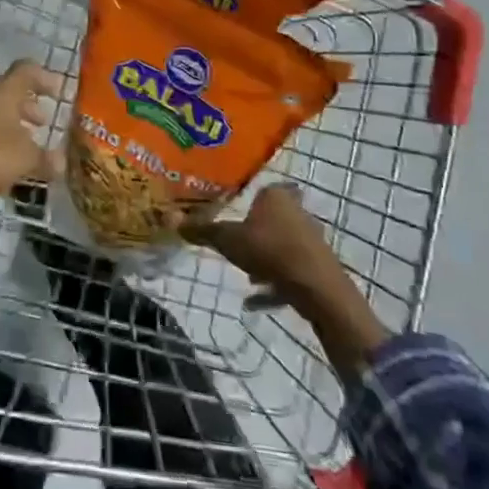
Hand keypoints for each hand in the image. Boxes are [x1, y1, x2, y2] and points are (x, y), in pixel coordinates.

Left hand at [0, 60, 64, 198]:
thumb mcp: (27, 159)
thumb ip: (46, 160)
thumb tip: (61, 164)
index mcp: (3, 93)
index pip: (25, 71)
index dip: (43, 78)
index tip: (57, 92)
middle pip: (8, 93)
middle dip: (27, 106)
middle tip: (42, 122)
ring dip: (11, 125)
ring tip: (26, 145)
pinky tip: (4, 163)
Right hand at [183, 184, 343, 312]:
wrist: (317, 288)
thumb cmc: (269, 250)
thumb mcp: (227, 239)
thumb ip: (202, 230)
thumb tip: (170, 218)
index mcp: (275, 196)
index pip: (263, 188)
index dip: (250, 198)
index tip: (236, 210)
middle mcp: (296, 211)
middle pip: (273, 217)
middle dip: (256, 230)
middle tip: (236, 243)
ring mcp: (310, 239)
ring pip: (282, 244)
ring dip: (265, 258)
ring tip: (246, 274)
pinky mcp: (318, 266)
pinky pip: (290, 271)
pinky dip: (274, 283)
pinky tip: (254, 300)